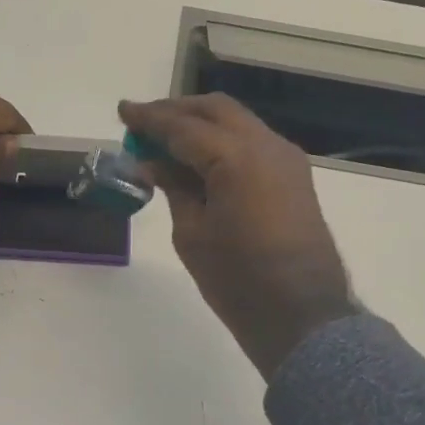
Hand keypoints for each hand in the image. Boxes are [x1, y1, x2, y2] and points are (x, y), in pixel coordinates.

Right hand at [119, 94, 355, 379]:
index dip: (149, 119)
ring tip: (167, 142)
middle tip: (144, 124)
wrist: (301, 314)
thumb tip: (154, 162)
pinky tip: (200, 161)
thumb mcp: (192, 234)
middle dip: (177, 112)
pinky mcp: (295, 177)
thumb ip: (174, 188)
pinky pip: (253, 143)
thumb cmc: (237, 280)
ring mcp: (286, 159)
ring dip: (202, 125)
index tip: (122, 110)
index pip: (184, 127)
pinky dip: (223, 142)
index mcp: (236, 158)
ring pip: (238, 123)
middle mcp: (266, 145)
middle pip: (216, 111)